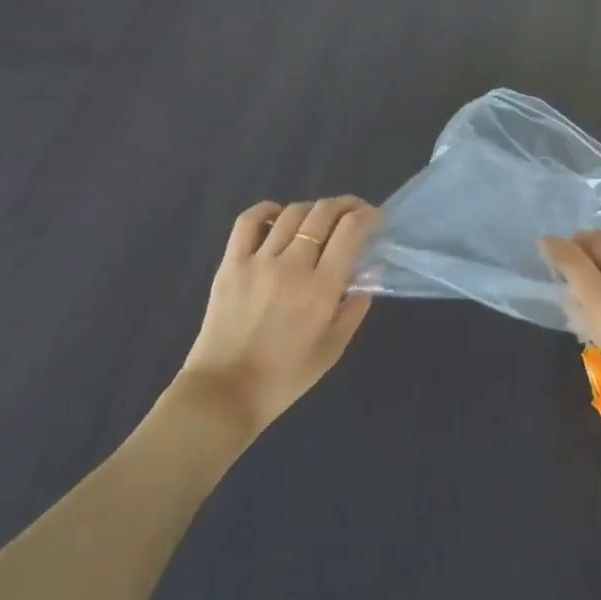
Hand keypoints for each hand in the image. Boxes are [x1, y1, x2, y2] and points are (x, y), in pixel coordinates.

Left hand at [179, 196, 380, 435]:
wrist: (224, 394)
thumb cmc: (285, 378)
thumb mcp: (333, 349)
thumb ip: (354, 310)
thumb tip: (366, 278)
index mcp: (321, 288)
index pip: (351, 230)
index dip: (368, 215)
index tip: (375, 218)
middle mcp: (292, 265)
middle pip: (323, 213)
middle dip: (345, 205)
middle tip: (353, 213)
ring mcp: (258, 261)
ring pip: (292, 213)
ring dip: (313, 210)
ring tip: (319, 221)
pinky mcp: (231, 264)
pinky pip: (248, 222)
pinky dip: (267, 210)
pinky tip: (278, 215)